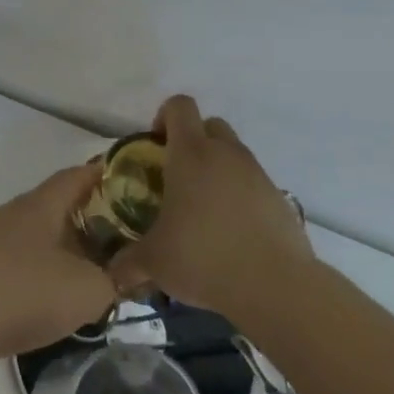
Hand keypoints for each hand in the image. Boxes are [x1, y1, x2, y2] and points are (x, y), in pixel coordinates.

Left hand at [0, 163, 113, 366]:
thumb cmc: (23, 293)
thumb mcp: (86, 291)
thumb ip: (112, 280)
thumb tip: (118, 276)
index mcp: (41, 204)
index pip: (77, 176)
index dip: (105, 175)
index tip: (131, 183)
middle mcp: (13, 211)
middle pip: (57, 205)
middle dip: (90, 218)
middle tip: (121, 238)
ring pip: (36, 233)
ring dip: (63, 247)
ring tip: (89, 271)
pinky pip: (17, 257)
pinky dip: (39, 269)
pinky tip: (48, 296)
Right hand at [108, 95, 313, 317]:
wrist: (276, 286)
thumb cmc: (203, 257)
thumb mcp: (154, 262)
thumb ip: (128, 262)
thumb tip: (112, 273)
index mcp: (191, 153)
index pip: (179, 106)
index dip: (164, 117)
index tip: (155, 145)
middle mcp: (226, 154)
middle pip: (209, 125)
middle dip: (193, 141)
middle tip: (177, 175)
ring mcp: (258, 174)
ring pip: (234, 154)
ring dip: (218, 169)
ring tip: (203, 210)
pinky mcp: (280, 199)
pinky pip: (254, 184)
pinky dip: (240, 197)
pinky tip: (231, 232)